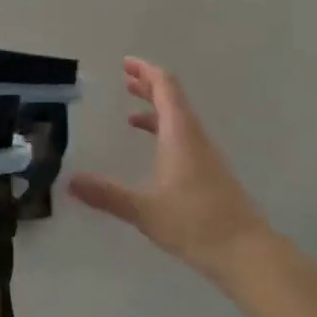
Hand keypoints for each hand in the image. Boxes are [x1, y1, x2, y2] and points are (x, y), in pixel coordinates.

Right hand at [69, 58, 270, 281]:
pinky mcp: (210, 175)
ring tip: (131, 114)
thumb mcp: (144, 209)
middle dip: (148, 86)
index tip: (126, 63)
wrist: (246, 253)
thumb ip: (106, 194)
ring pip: (179, 121)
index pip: (165, 87)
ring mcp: (206, 156)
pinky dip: (164, 134)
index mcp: (180, 134)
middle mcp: (195, 137)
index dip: (146, 71)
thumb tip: (70, 181)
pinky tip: (153, 154)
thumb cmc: (195, 222)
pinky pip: (184, 140)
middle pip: (173, 100)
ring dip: (156, 111)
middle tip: (125, 79)